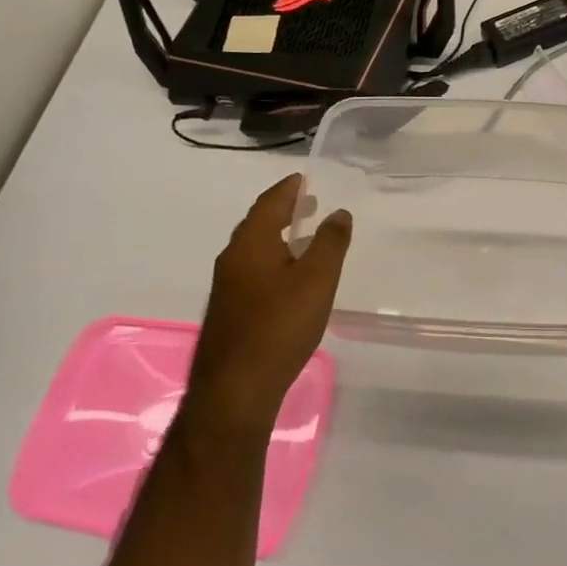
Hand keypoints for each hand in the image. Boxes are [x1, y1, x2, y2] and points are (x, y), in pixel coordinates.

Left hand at [186, 175, 351, 440]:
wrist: (236, 388)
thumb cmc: (280, 326)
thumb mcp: (317, 280)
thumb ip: (330, 242)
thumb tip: (339, 212)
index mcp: (250, 244)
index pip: (269, 204)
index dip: (288, 188)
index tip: (303, 177)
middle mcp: (232, 259)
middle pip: (258, 225)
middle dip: (283, 211)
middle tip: (308, 202)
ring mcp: (227, 288)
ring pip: (254, 250)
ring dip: (278, 238)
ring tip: (304, 237)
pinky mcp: (230, 312)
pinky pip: (253, 271)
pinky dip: (273, 261)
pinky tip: (289, 279)